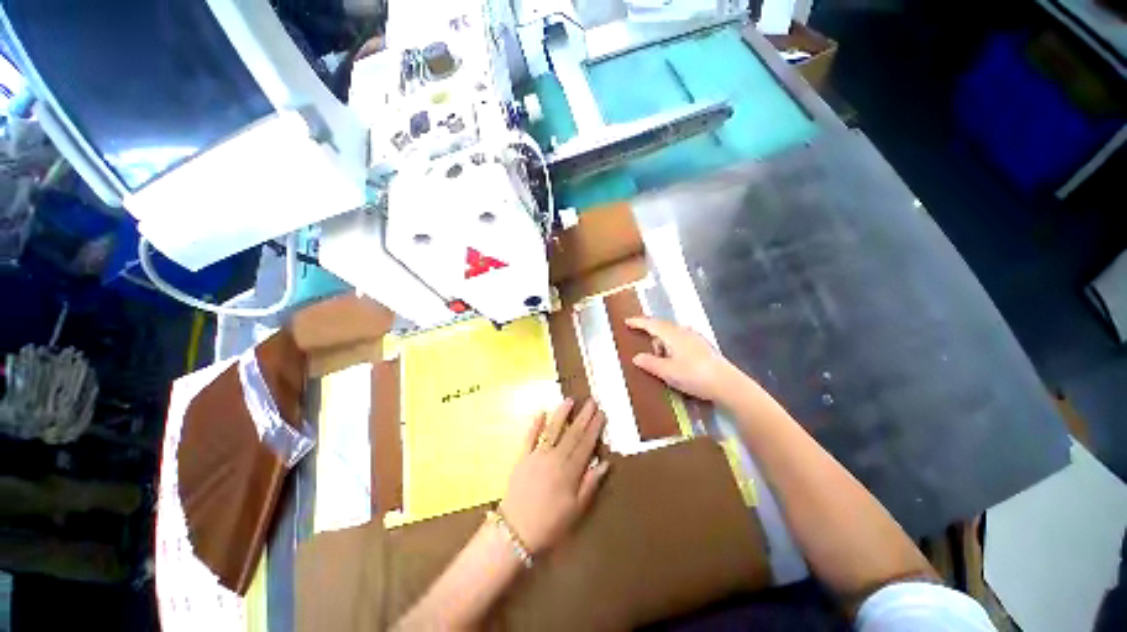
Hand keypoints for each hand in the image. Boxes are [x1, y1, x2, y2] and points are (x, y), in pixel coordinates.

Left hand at [499, 399, 609, 553]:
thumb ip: (590, 484)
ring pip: (552, 430)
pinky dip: (535, 424)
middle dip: (583, 416)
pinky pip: (529, 437)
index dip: (595, 428)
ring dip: (561, 414)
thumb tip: (604, 463)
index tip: (601, 413)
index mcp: (570, 471)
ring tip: (570, 400)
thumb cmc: (550, 525)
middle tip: (592, 401)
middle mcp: (555, 458)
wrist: (515, 533)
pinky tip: (541, 412)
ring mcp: (537, 456)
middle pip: (572, 433)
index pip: (586, 444)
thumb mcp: (576, 510)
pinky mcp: (522, 457)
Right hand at [626, 317, 740, 402]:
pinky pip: (681, 340)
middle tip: (644, 348)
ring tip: (661, 360)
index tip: (627, 321)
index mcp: (673, 335)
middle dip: (651, 334)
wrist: (728, 384)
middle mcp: (684, 332)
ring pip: (673, 334)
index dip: (638, 322)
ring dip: (663, 343)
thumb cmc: (694, 376)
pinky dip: (673, 347)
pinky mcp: (703, 346)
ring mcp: (696, 338)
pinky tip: (675, 360)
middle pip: (662, 327)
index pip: (652, 324)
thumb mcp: (667, 372)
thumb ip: (650, 363)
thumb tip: (636, 357)